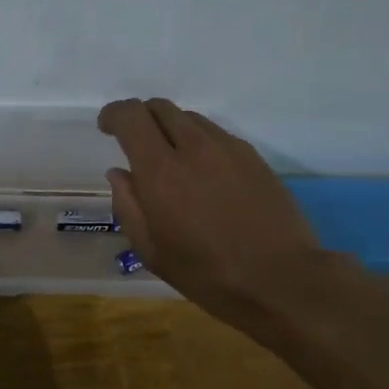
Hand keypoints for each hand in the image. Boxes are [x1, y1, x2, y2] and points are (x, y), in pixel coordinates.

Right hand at [97, 98, 333, 331]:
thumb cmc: (207, 274)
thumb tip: (119, 174)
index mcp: (160, 171)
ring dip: (171, 129)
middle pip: (160, 107)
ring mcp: (228, 148)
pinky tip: (204, 173)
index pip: (130, 116)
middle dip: (141, 117)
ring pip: (190, 118)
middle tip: (136, 142)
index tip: (106, 128)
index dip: (113, 114)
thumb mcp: (152, 251)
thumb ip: (128, 206)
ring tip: (172, 160)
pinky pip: (217, 134)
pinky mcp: (253, 157)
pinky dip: (200, 142)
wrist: (282, 280)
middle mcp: (194, 147)